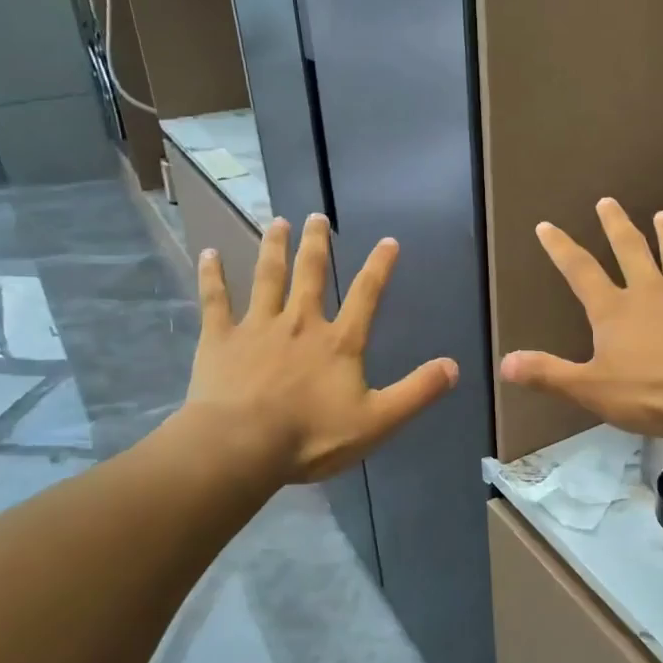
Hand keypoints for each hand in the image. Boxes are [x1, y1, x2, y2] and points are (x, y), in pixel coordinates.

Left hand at [183, 214, 458, 482]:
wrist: (242, 445)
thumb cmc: (312, 436)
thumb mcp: (378, 421)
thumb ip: (417, 392)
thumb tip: (453, 366)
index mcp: (338, 342)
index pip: (366, 296)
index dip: (380, 267)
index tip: (388, 241)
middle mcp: (299, 323)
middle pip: (310, 274)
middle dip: (316, 244)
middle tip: (316, 216)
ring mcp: (257, 327)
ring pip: (267, 277)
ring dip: (273, 248)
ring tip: (276, 222)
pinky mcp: (220, 339)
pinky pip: (215, 299)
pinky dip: (212, 275)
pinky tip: (209, 253)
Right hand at [500, 198, 662, 437]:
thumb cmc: (654, 392)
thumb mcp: (592, 390)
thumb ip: (549, 375)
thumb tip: (505, 362)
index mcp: (614, 310)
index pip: (580, 271)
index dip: (561, 248)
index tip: (547, 226)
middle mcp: (649, 291)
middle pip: (630, 249)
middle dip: (615, 225)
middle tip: (608, 201)